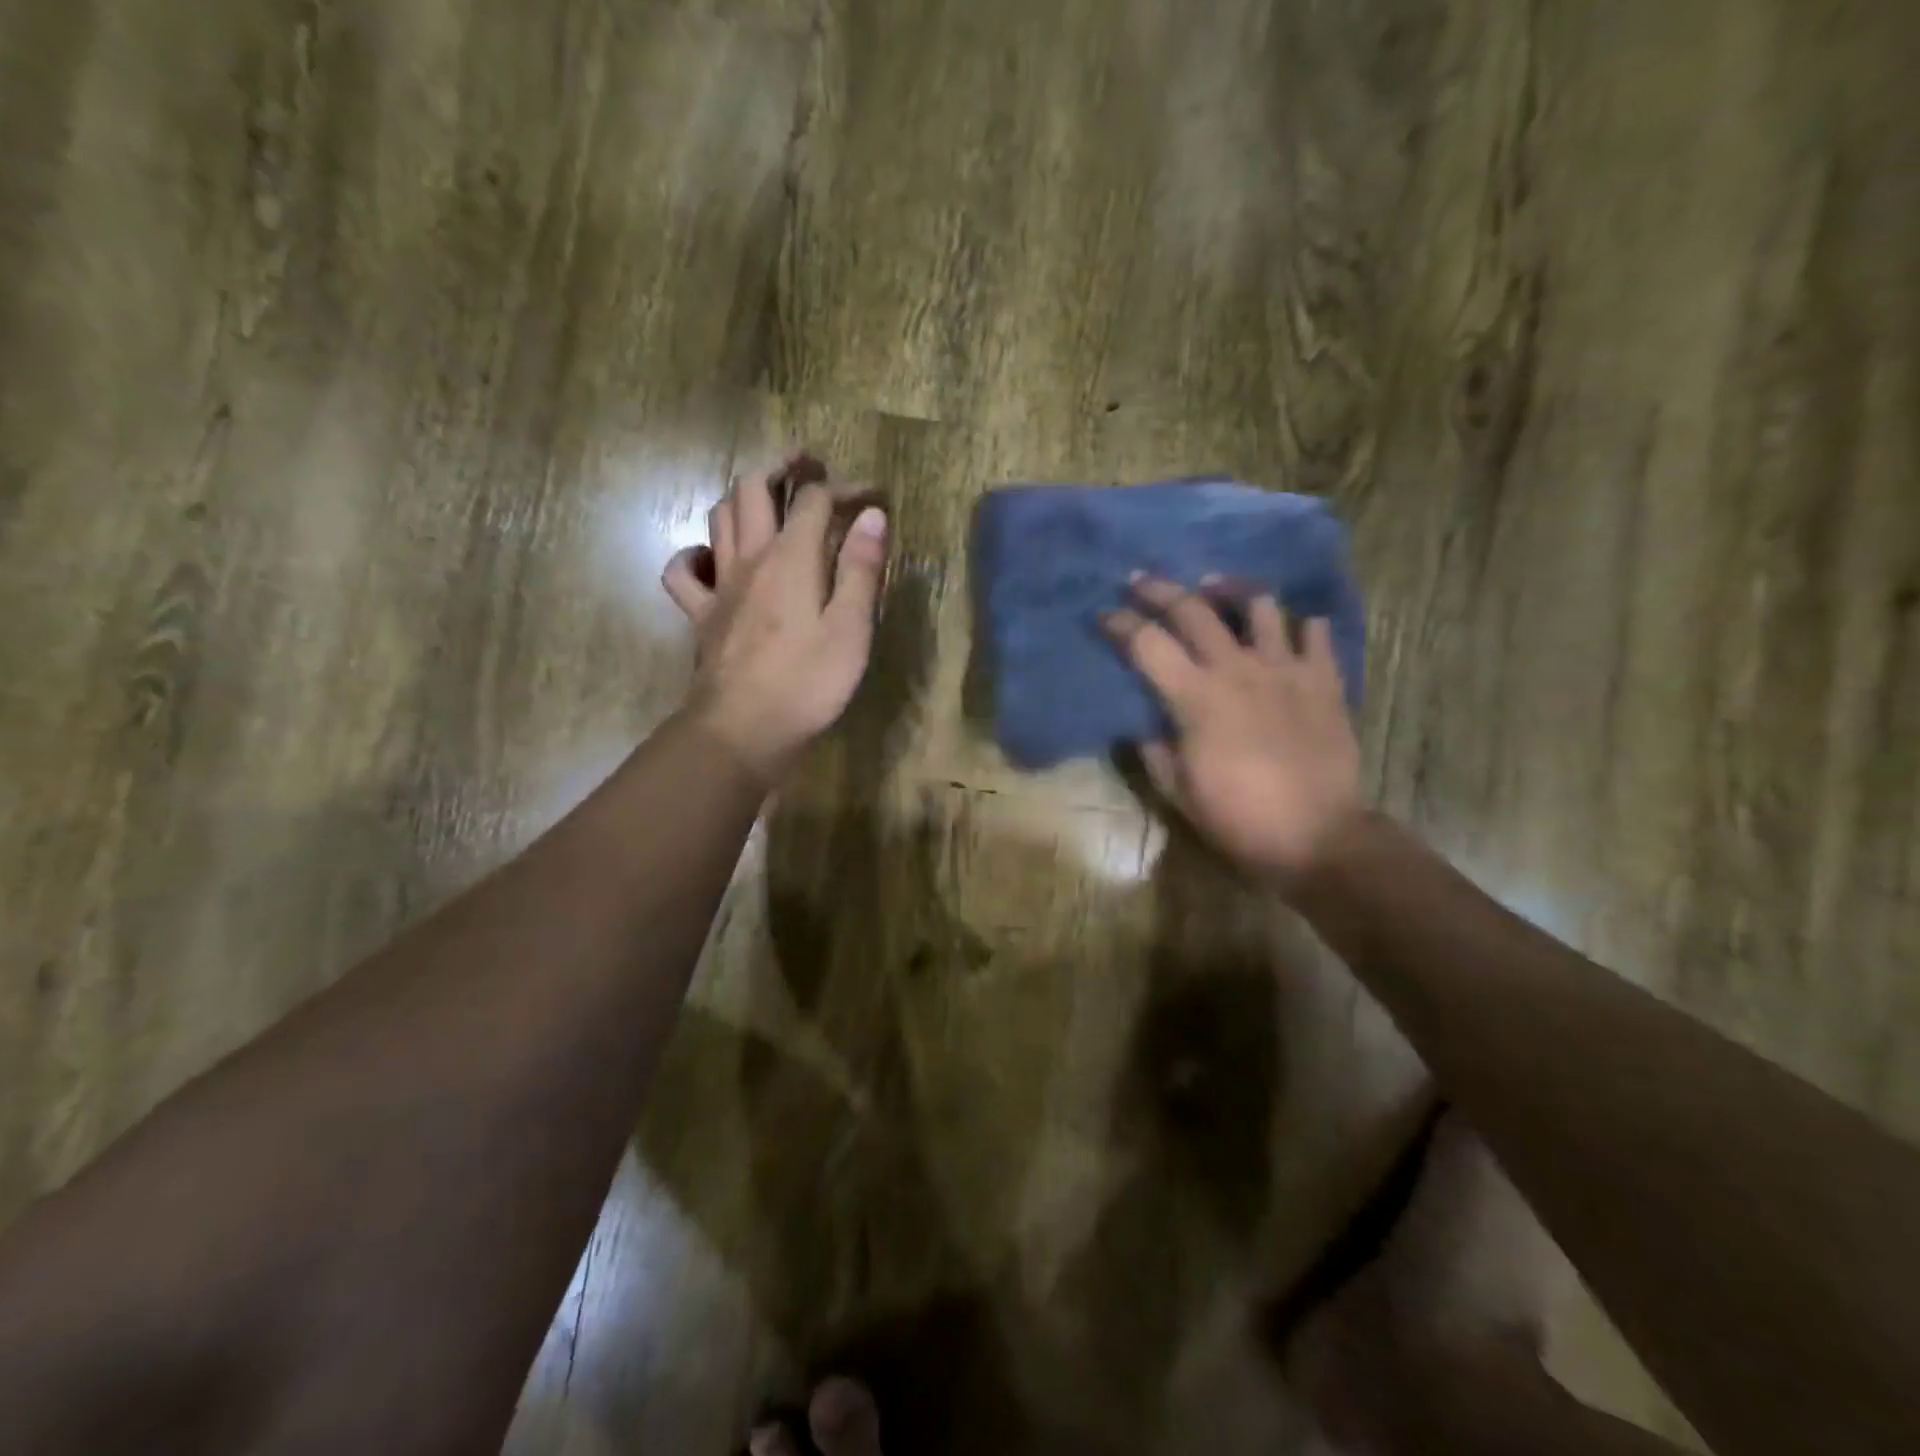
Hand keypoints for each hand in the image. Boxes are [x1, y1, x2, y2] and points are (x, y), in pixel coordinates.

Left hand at [662, 460, 887, 784]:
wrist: (743, 730)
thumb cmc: (807, 683)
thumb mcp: (850, 629)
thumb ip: (859, 570)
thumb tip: (870, 515)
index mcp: (792, 558)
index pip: (813, 500)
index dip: (843, 488)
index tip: (871, 495)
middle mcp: (750, 559)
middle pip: (752, 490)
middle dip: (781, 467)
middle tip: (806, 465)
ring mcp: (719, 586)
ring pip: (718, 518)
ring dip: (741, 498)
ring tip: (766, 501)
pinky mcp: (701, 616)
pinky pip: (683, 571)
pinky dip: (695, 554)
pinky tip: (712, 559)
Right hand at [1105, 575, 1361, 881]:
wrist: (1317, 837)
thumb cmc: (1237, 817)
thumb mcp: (1177, 790)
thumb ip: (1153, 750)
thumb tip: (1141, 727)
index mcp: (1195, 697)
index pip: (1147, 643)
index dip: (1120, 623)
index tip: (1104, 615)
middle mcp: (1237, 669)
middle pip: (1193, 609)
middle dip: (1160, 589)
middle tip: (1141, 580)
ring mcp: (1285, 669)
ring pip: (1259, 605)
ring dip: (1231, 591)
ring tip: (1218, 589)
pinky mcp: (1324, 680)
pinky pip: (1315, 633)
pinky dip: (1300, 625)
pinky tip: (1290, 630)